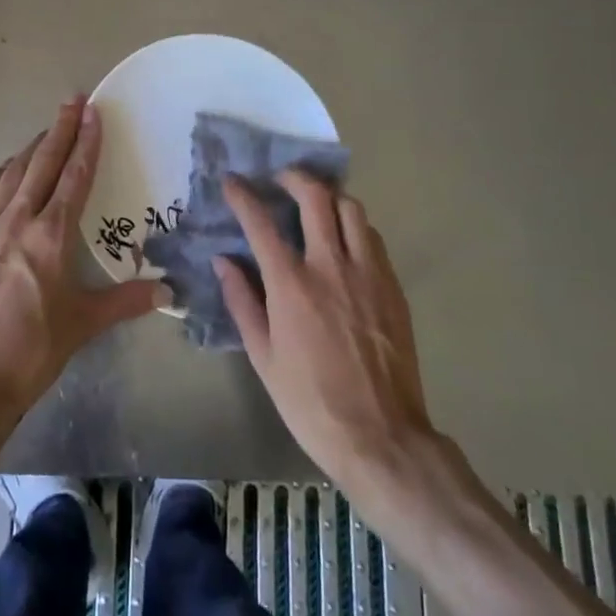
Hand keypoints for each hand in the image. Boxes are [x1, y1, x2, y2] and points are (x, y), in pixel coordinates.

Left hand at [0, 96, 165, 457]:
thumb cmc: (32, 351)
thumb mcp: (84, 324)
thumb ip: (126, 300)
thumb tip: (167, 289)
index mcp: (52, 235)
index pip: (75, 176)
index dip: (86, 142)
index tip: (93, 112)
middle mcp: (18, 220)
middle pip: (42, 163)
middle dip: (60, 129)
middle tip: (73, 100)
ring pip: (11, 174)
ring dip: (31, 148)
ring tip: (45, 131)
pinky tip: (3, 171)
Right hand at [216, 170, 448, 516]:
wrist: (382, 438)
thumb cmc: (311, 402)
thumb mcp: (263, 357)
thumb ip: (242, 302)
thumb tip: (223, 261)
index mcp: (291, 284)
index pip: (261, 222)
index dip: (242, 195)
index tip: (232, 181)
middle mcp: (330, 266)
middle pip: (314, 196)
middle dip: (293, 177)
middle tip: (281, 180)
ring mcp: (367, 272)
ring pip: (351, 208)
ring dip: (329, 197)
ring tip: (317, 205)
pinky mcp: (392, 286)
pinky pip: (372, 237)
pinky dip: (354, 227)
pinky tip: (346, 242)